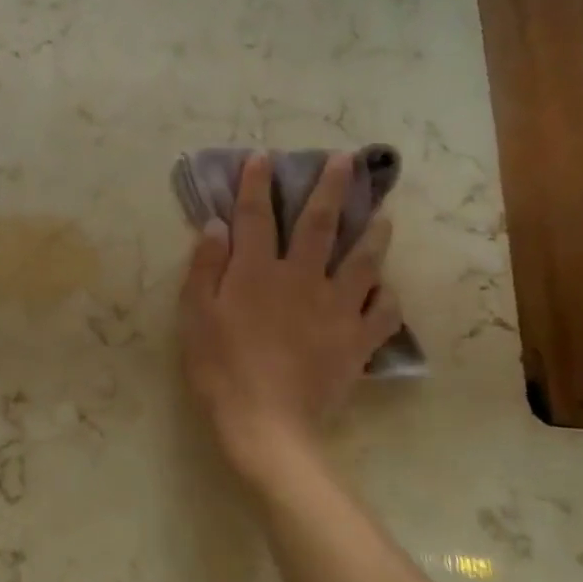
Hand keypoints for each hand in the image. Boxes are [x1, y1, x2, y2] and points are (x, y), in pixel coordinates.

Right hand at [178, 152, 401, 491]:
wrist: (266, 424)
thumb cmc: (220, 367)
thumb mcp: (196, 314)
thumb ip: (206, 267)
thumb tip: (217, 225)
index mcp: (257, 271)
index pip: (256, 216)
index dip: (258, 184)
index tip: (263, 157)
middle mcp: (302, 279)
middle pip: (320, 225)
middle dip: (332, 188)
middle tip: (347, 161)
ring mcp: (336, 309)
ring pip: (362, 261)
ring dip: (373, 233)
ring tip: (382, 214)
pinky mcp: (357, 342)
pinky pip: (382, 313)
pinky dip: (386, 297)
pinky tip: (386, 289)